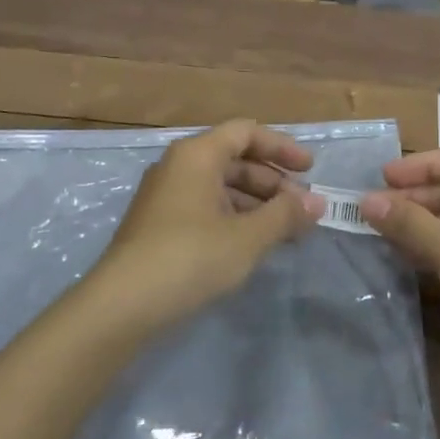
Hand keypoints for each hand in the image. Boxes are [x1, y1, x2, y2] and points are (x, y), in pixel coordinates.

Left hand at [91, 120, 320, 327]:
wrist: (121, 305)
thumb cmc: (189, 257)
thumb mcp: (247, 237)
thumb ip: (285, 215)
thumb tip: (318, 202)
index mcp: (197, 155)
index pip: (246, 133)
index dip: (281, 147)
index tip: (310, 170)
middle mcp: (178, 166)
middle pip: (234, 160)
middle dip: (272, 182)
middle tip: (302, 209)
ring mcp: (165, 196)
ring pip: (220, 186)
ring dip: (256, 203)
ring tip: (285, 230)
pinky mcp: (159, 225)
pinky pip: (206, 207)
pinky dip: (234, 218)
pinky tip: (252, 244)